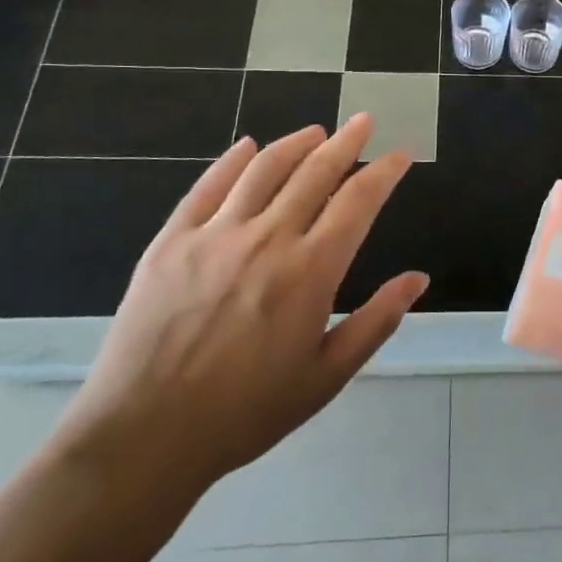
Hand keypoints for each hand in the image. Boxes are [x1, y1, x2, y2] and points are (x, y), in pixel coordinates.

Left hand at [50, 116, 426, 506]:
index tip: (400, 155)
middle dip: (346, 142)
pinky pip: (207, 186)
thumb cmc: (246, 413)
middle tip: (363, 122)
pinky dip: (232, 160)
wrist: (143, 438)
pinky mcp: (171, 241)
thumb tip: (418, 279)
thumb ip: (376, 322)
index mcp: (311, 272)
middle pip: (315, 172)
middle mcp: (267, 239)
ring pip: (263, 169)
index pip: (358, 201)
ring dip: (295, 143)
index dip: (384, 172)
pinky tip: (247, 146)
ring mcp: (214, 235)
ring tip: (316, 131)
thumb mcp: (326, 377)